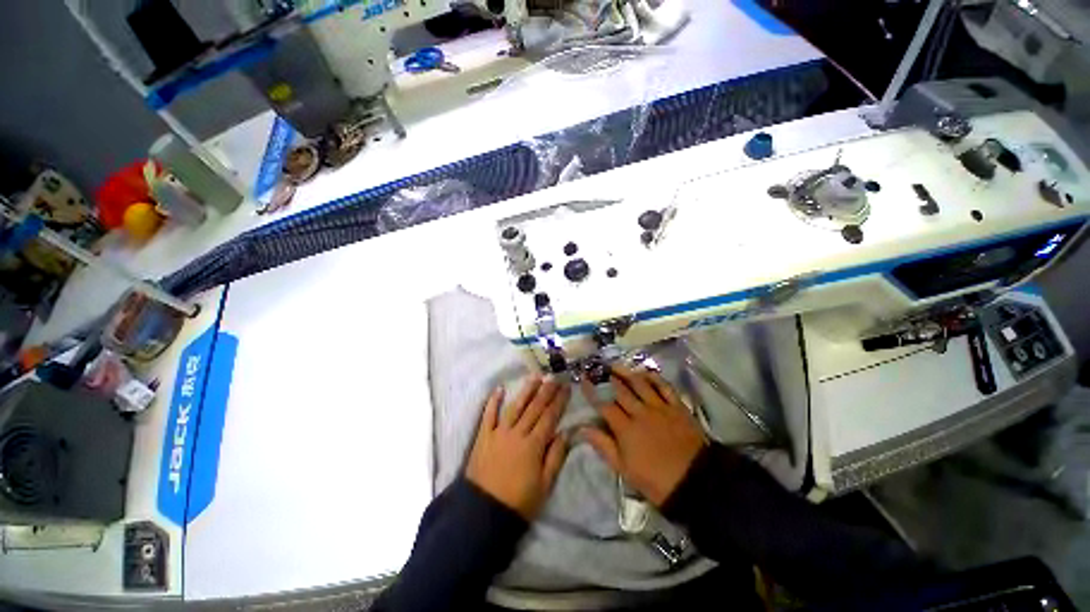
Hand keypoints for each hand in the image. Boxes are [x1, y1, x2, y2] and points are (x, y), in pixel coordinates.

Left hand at [466, 375, 571, 519]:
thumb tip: (567, 433)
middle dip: (546, 391)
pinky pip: (488, 415)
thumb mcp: (545, 485)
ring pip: (515, 406)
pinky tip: (499, 389)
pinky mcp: (483, 437)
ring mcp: (498, 433)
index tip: (566, 388)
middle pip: (534, 408)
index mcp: (533, 445)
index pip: (549, 417)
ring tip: (535, 376)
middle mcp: (517, 433)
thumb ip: (556, 457)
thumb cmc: (519, 502)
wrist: (483, 513)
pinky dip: (493, 401)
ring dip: (526, 390)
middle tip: (554, 376)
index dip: (559, 401)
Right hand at [581, 366, 705, 506]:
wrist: (696, 482)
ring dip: (626, 373)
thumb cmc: (656, 481)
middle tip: (599, 369)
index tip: (584, 380)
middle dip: (607, 378)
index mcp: (626, 429)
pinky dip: (653, 377)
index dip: (592, 392)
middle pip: (621, 390)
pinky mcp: (677, 407)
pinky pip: (664, 386)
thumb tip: (583, 428)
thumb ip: (604, 446)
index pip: (604, 405)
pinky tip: (645, 372)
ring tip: (616, 366)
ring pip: (640, 384)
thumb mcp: (624, 469)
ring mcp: (660, 407)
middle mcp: (641, 412)